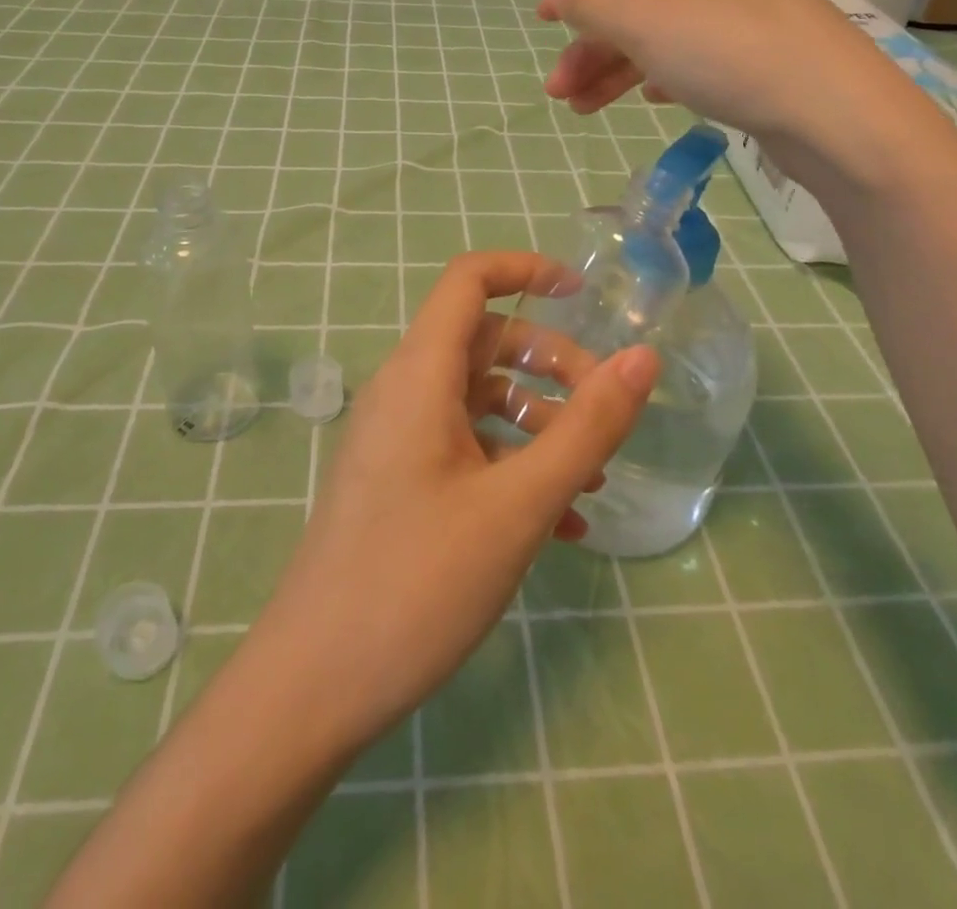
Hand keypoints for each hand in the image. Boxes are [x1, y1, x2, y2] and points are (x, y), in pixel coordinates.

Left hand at [247, 251, 658, 749]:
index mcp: (419, 374)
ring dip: (539, 421)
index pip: (468, 280)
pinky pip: (464, 448)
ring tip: (591, 477)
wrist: (314, 685)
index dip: (525, 270)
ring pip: (479, 399)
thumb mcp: (518, 504)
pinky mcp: (399, 481)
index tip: (583, 294)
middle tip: (606, 408)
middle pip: (485, 342)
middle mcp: (403, 392)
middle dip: (551, 363)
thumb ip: (586, 428)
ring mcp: (397, 439)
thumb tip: (642, 360)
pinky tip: (559, 523)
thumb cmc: (416, 582)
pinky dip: (512, 464)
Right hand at [539, 0, 956, 197]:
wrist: (835, 114)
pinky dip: (660, 76)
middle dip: (591, 46)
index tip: (542, 22)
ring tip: (581, 109)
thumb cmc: (732, 52)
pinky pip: (693, 58)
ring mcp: (744, 14)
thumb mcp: (646, 22)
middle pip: (637, 1)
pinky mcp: (759, 57)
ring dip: (616, 70)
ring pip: (662, 36)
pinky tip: (648, 100)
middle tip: (558, 90)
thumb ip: (592, 5)